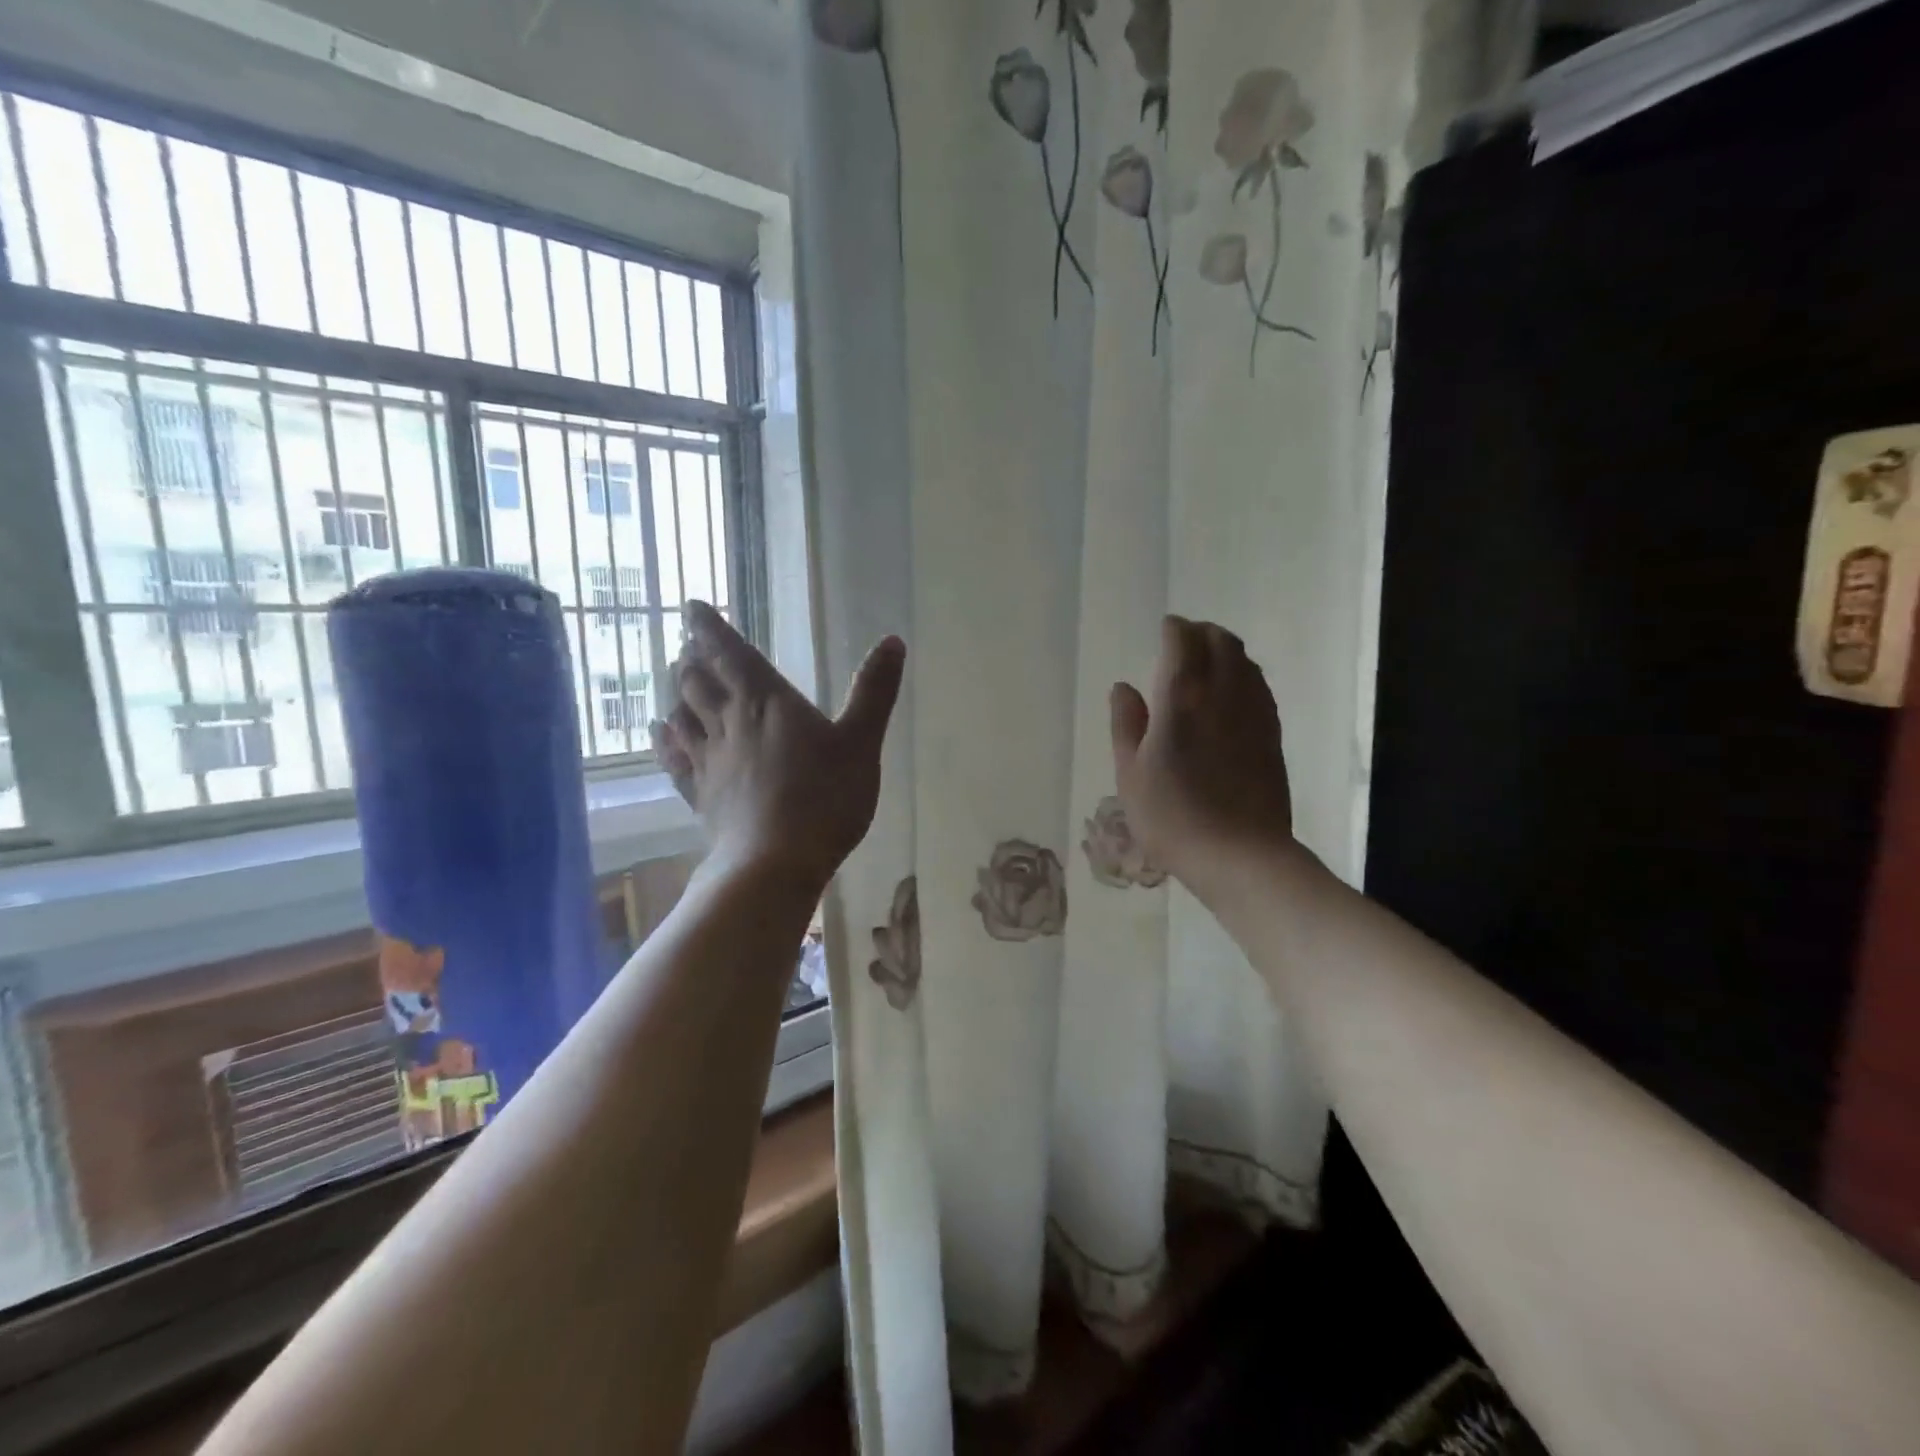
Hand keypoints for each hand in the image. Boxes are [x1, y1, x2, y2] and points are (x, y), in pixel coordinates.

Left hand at [650, 602, 904, 892]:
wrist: (775, 863)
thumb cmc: (826, 798)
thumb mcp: (862, 742)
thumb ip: (874, 692)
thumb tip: (892, 640)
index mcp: (766, 702)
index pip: (730, 653)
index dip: (709, 627)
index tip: (690, 607)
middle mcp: (730, 722)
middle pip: (698, 682)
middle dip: (693, 660)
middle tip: (688, 646)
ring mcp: (710, 761)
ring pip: (683, 715)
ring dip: (677, 694)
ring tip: (675, 681)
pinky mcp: (701, 796)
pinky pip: (675, 760)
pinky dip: (665, 741)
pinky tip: (659, 733)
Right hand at [1109, 616, 1294, 890]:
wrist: (1239, 855)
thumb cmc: (1171, 816)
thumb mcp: (1129, 773)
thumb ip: (1126, 723)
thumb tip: (1124, 687)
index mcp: (1182, 697)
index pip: (1183, 641)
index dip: (1173, 629)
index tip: (1164, 629)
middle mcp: (1224, 693)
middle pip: (1221, 641)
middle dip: (1201, 632)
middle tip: (1183, 641)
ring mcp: (1254, 713)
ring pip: (1245, 661)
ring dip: (1225, 650)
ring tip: (1206, 662)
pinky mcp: (1272, 734)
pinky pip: (1259, 687)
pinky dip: (1243, 676)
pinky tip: (1230, 694)